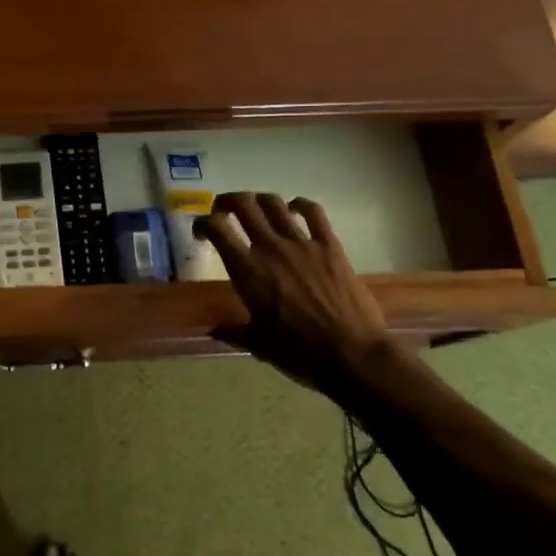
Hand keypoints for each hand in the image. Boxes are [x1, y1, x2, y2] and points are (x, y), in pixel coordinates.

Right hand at [201, 193, 392, 394]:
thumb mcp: (258, 345)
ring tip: (256, 208)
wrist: (353, 355)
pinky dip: (301, 205)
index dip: (203, 223)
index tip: (202, 232)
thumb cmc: (300, 353)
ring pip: (274, 203)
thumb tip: (213, 330)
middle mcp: (270, 248)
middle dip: (227, 201)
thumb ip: (233, 331)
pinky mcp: (330, 246)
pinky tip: (295, 209)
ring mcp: (302, 243)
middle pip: (243, 205)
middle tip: (224, 211)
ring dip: (259, 200)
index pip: (216, 228)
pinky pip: (314, 212)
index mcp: (247, 271)